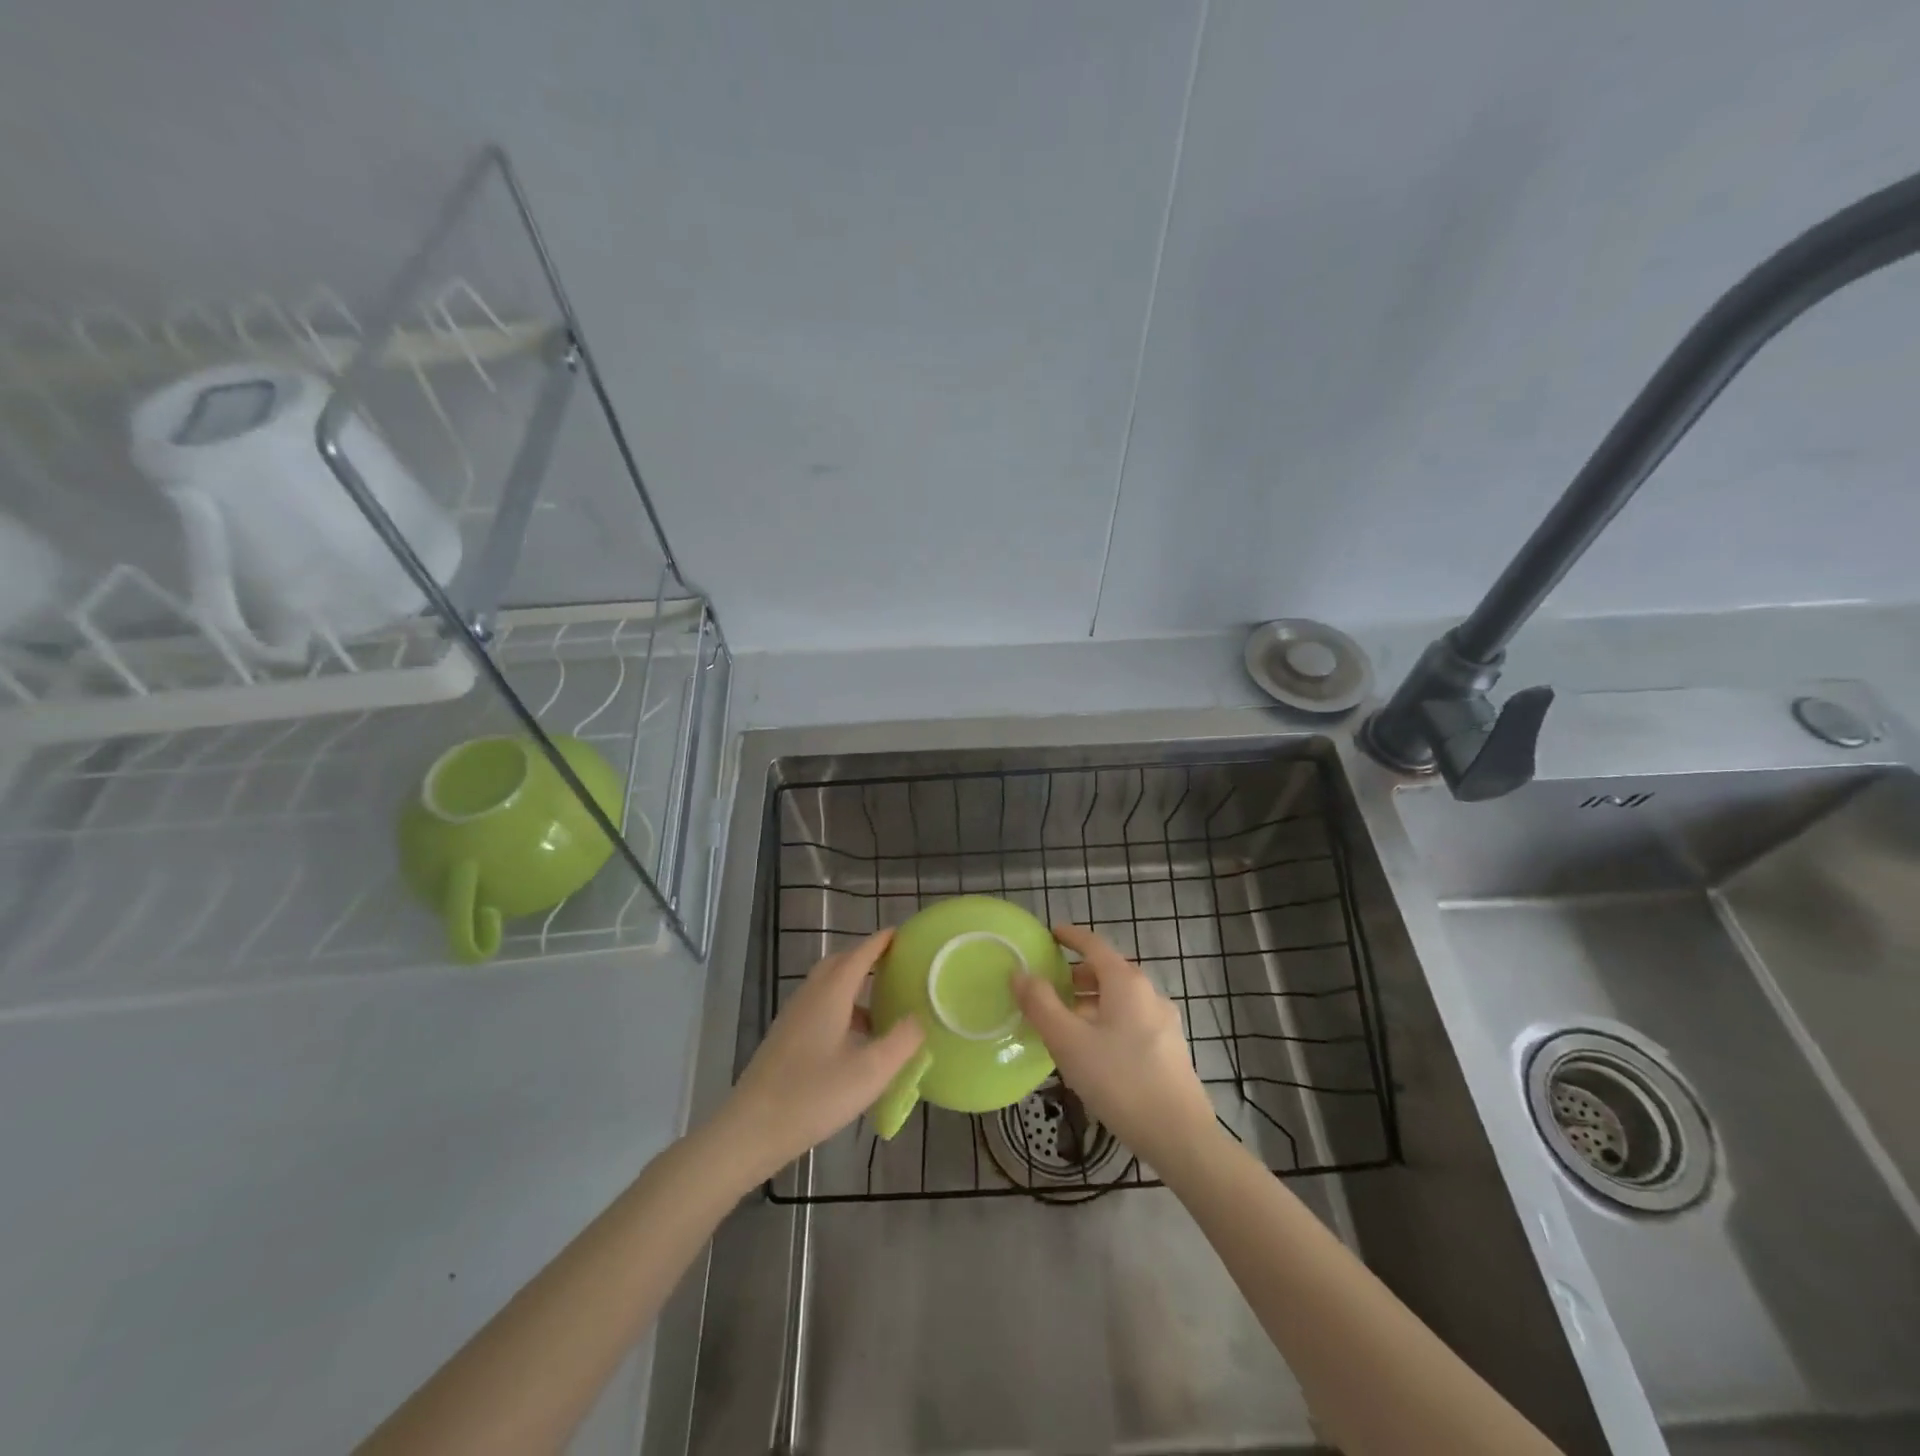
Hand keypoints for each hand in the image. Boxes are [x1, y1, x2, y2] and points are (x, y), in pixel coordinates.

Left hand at [712, 929, 925, 1186]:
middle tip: (892, 967)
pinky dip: (840, 1008)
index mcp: (830, 994)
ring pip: (826, 987)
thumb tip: (918, 1018)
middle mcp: (809, 996)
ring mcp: (793, 1017)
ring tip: (880, 1009)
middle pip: (838, 964)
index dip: (880, 942)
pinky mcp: (784, 1039)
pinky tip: (852, 1040)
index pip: (859, 955)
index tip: (901, 933)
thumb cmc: (813, 1096)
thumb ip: (901, 1041)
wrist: (751, 1130)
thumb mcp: (870, 1072)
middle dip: (865, 959)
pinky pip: (818, 1007)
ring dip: (852, 987)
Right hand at [1011, 924, 1219, 1169]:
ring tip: (1066, 1022)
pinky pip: (1131, 1020)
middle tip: (1050, 986)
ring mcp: (1164, 1021)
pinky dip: (1108, 1020)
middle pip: (1109, 971)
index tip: (1051, 934)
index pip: (1094, 945)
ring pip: (1121, 999)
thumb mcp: (1068, 1042)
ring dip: (1092, 1001)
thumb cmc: (1119, 1080)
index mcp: (1126, 982)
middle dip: (1078, 974)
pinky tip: (1094, 1049)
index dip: (1071, 937)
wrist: (1179, 1136)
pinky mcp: (1169, 1049)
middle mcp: (1149, 993)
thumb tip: (1020, 973)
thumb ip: (1041, 1004)